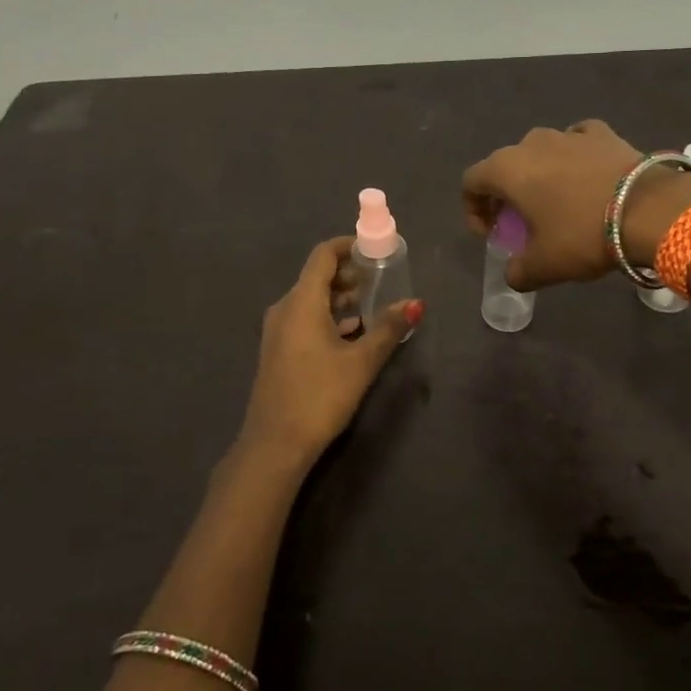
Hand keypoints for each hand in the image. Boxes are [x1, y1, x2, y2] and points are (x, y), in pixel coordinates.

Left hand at [237, 237, 422, 462]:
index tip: (377, 250)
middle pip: (317, 276)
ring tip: (374, 306)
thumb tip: (415, 303)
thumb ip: (388, 328)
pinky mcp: (279, 351)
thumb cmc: (320, 395)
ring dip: (342, 298)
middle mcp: (285, 308)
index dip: (349, 246)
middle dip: (350, 274)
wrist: (275, 444)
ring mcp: (279, 331)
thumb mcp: (361, 361)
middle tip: (382, 280)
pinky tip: (354, 334)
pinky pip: (306, 320)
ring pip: (312, 300)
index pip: (323, 255)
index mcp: (302, 301)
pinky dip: (330, 318)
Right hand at [461, 120, 690, 289]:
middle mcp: (532, 143)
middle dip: (506, 194)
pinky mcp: (603, 134)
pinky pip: (576, 143)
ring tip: (556, 202)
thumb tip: (514, 274)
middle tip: (520, 222)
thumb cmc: (582, 235)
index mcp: (507, 169)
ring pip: (541, 152)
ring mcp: (569, 134)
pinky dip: (573, 158)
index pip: (471, 182)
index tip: (491, 234)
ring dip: (540, 175)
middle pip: (505, 166)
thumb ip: (517, 271)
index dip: (473, 209)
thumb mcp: (543, 266)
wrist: (649, 210)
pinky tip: (585, 177)